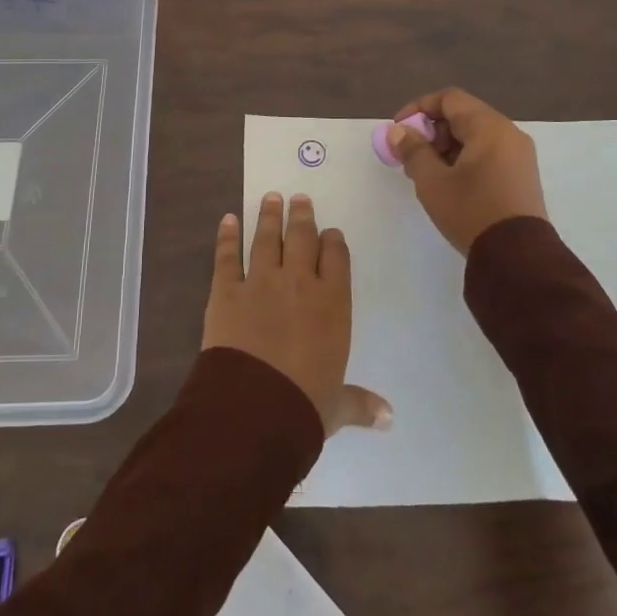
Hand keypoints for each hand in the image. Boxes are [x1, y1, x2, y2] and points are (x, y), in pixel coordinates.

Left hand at [202, 192, 391, 436]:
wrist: (255, 408)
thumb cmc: (304, 405)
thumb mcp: (336, 406)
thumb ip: (360, 403)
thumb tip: (389, 417)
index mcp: (332, 304)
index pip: (336, 258)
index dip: (333, 242)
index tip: (330, 233)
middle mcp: (299, 283)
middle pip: (302, 238)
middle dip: (302, 216)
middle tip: (299, 198)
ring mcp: (261, 282)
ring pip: (267, 239)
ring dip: (269, 216)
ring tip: (271, 197)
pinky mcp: (226, 291)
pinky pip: (227, 257)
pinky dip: (227, 236)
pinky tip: (228, 219)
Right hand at [386, 88, 548, 254]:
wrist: (518, 258)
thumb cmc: (471, 211)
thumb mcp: (432, 181)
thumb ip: (413, 150)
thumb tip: (399, 131)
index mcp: (489, 127)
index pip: (449, 99)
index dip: (419, 108)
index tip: (399, 130)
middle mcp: (509, 133)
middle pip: (463, 116)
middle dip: (431, 131)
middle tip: (410, 156)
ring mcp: (519, 155)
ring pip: (475, 136)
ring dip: (446, 147)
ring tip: (426, 174)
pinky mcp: (521, 176)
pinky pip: (488, 153)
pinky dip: (464, 159)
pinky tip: (449, 183)